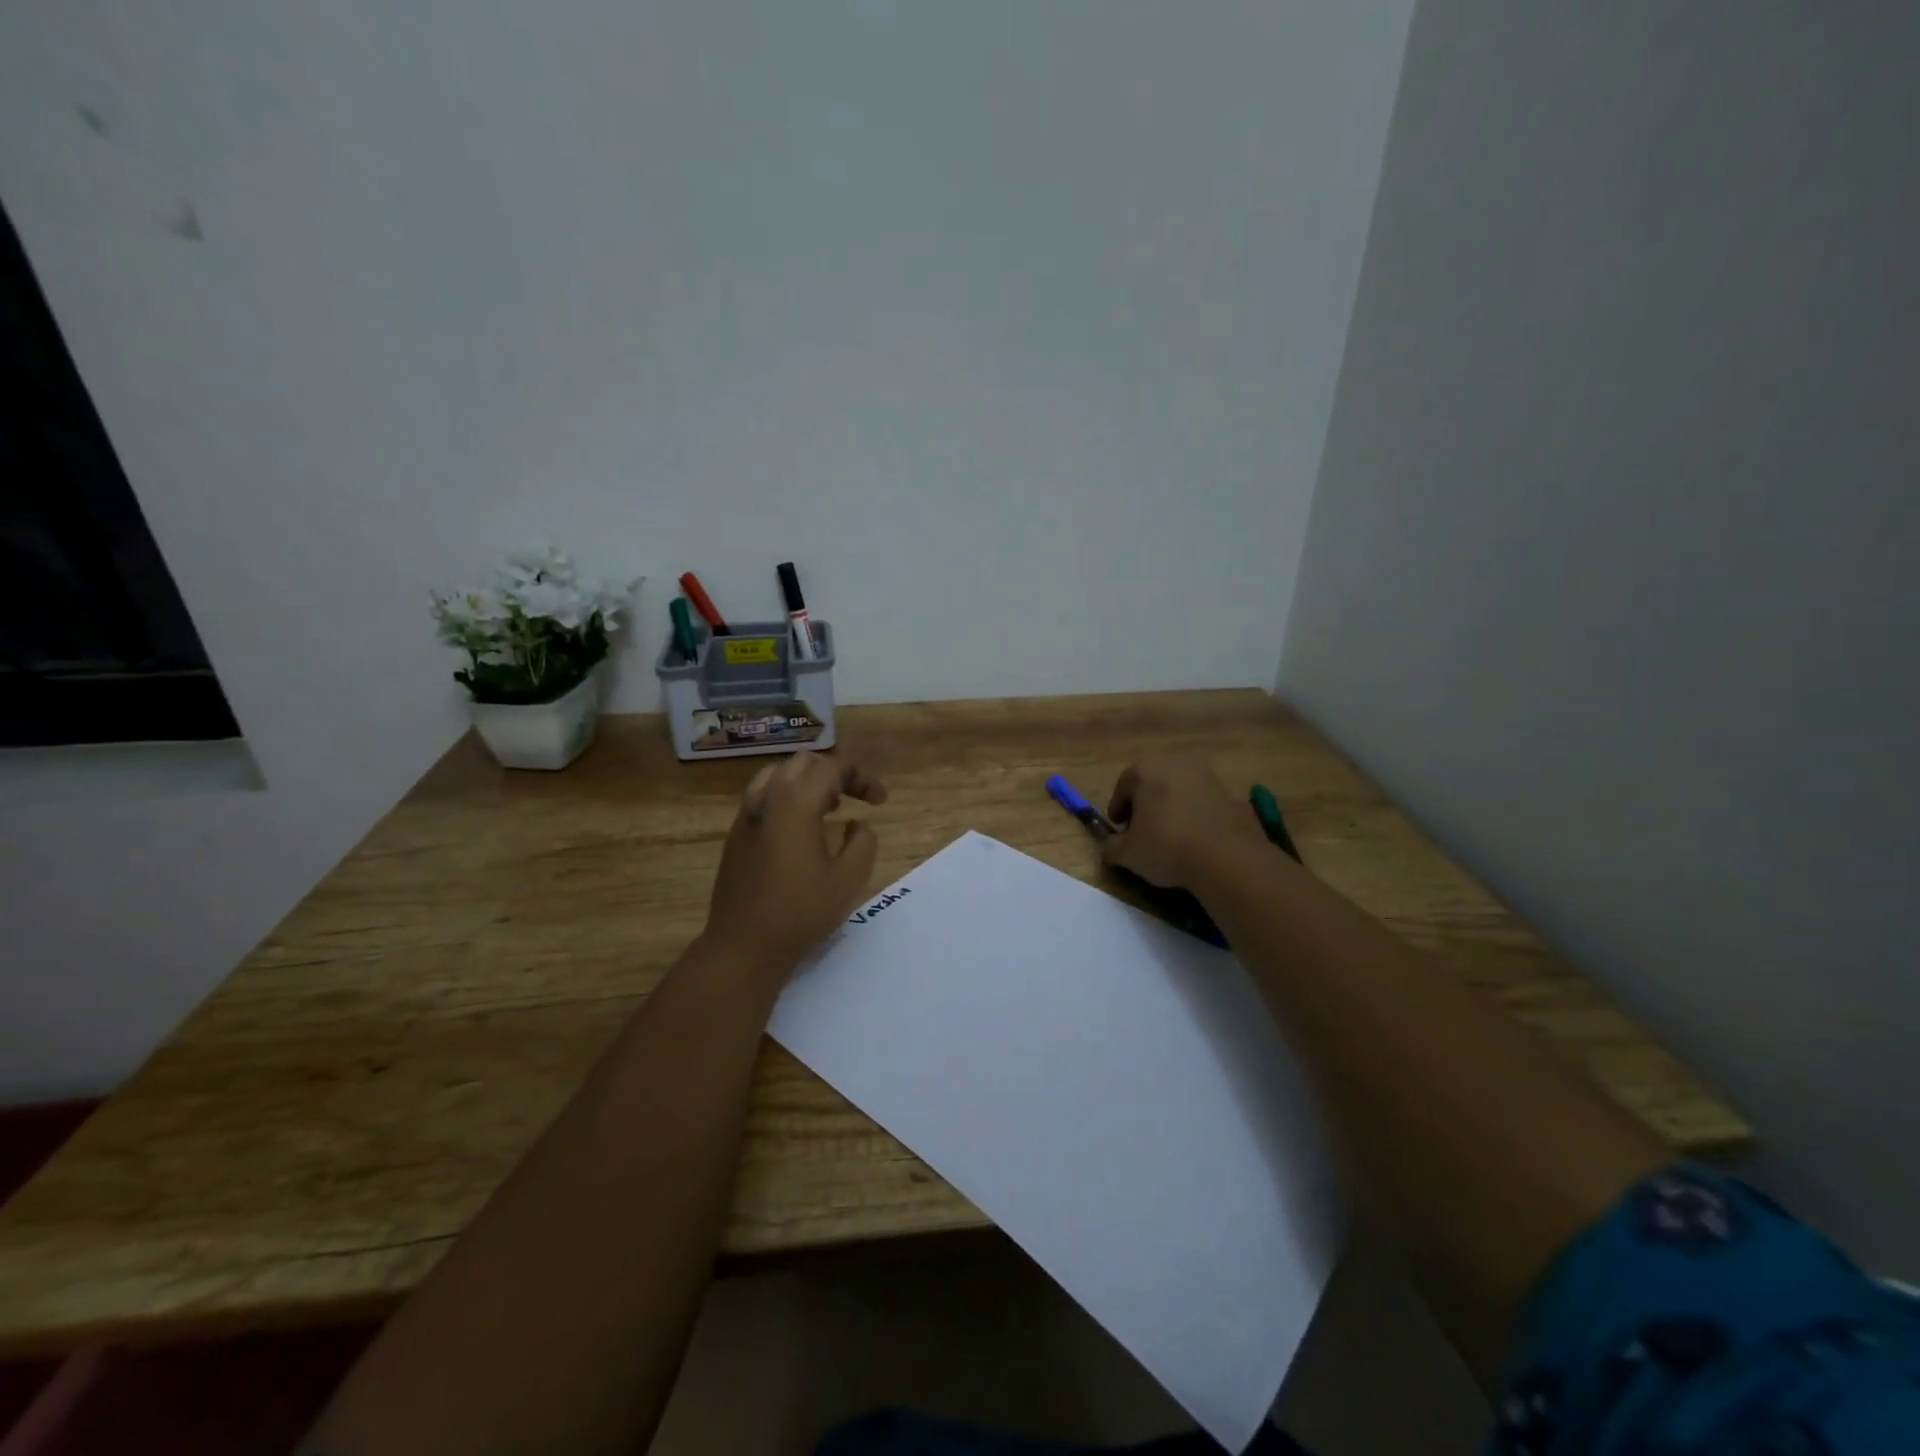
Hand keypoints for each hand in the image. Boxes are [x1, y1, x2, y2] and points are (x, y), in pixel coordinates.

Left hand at [699, 753, 888, 982]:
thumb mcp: (848, 880)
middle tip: (856, 797)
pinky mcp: (736, 834)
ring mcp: (747, 815)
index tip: (880, 801)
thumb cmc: (800, 913)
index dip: (861, 777)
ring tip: (828, 806)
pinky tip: (801, 828)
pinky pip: (764, 796)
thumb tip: (858, 825)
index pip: (832, 768)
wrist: (742, 946)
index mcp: (796, 804)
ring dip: (808, 781)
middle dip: (835, 773)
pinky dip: (788, 796)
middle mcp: (767, 799)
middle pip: (804, 763)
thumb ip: (863, 843)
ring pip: (778, 774)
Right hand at [1102, 757, 1265, 887]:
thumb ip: (1110, 847)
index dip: (1118, 810)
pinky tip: (1195, 842)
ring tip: (1171, 839)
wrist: (1228, 858)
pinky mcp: (1231, 795)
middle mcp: (1177, 764)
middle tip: (1142, 833)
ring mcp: (1207, 777)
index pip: (1123, 786)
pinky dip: (1195, 817)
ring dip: (1171, 810)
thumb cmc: (1166, 846)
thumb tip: (1109, 847)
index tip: (1119, 830)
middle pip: (1152, 784)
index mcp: (1146, 769)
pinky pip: (1203, 805)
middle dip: (1145, 806)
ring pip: (1179, 792)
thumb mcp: (1127, 854)